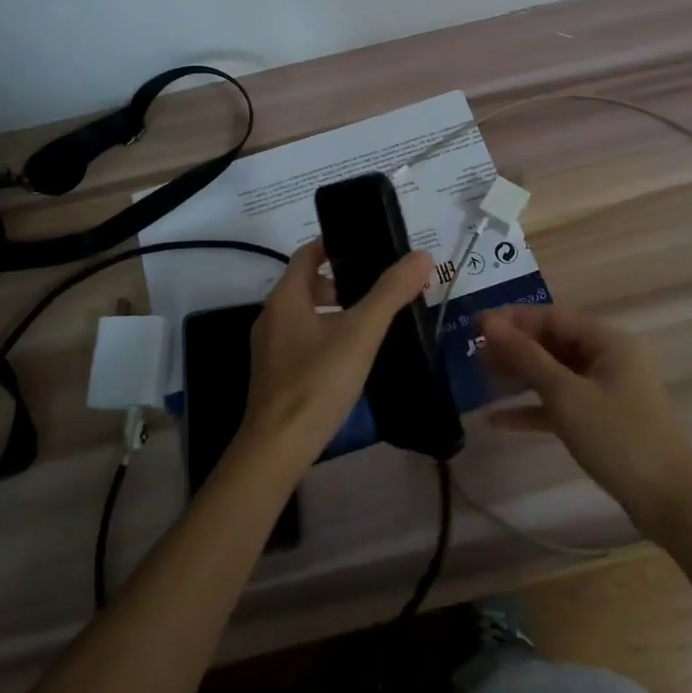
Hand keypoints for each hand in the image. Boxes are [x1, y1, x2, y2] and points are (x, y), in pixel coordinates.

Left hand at [238, 240, 433, 474]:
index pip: (307, 254)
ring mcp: (269, 348)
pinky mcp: (274, 375)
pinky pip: (302, 341)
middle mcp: (271, 316)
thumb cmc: (317, 381)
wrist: (277, 449)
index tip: (364, 243)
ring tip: (369, 321)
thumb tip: (422, 256)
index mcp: (285, 297)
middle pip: (305, 284)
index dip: (332, 244)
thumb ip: (390, 293)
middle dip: (339, 281)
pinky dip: (325, 336)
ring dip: (333, 311)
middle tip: (376, 286)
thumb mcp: (360, 333)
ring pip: (304, 315)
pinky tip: (350, 357)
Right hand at [478, 304, 691, 530]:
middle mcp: (608, 357)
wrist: (671, 504)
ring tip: (479, 378)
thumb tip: (488, 322)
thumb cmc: (618, 438)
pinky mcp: (603, 419)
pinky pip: (562, 402)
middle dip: (513, 348)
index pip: (551, 315)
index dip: (512, 318)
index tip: (474, 326)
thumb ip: (525, 356)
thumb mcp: (565, 394)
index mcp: (607, 340)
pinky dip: (534, 407)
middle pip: (552, 342)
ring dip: (519, 376)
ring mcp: (607, 389)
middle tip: (473, 355)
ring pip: (554, 372)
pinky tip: (498, 419)